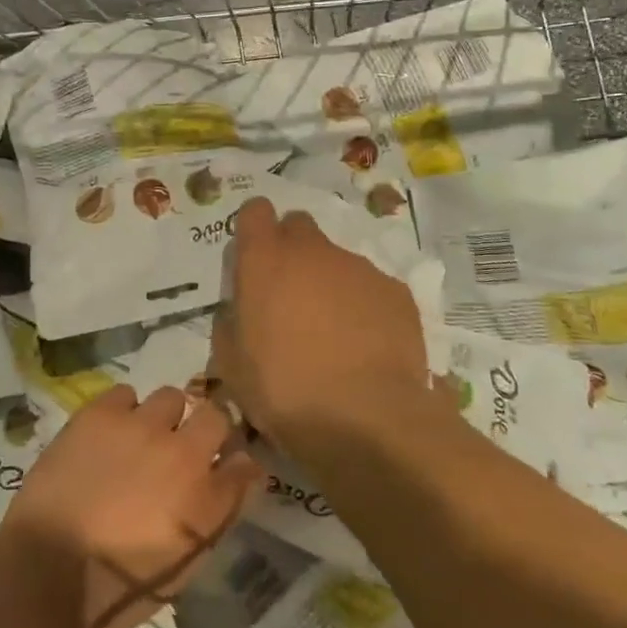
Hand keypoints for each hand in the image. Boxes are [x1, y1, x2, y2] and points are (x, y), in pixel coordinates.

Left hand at [0, 385, 260, 627]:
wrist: (46, 575)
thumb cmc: (117, 589)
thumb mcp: (182, 568)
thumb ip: (216, 514)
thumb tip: (240, 475)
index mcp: (207, 499)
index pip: (245, 461)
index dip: (235, 460)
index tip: (223, 465)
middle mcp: (183, 452)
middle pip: (215, 416)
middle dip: (205, 429)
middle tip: (181, 447)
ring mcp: (141, 426)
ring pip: (170, 397)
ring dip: (162, 417)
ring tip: (140, 438)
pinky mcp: (101, 413)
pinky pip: (125, 393)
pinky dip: (122, 410)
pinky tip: (107, 433)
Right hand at [213, 196, 436, 451]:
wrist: (364, 417)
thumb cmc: (283, 390)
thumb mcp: (231, 365)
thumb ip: (231, 324)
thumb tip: (239, 313)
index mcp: (264, 260)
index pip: (255, 211)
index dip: (254, 228)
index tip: (254, 254)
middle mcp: (312, 251)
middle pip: (299, 226)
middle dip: (293, 249)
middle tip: (291, 294)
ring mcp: (357, 267)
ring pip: (337, 260)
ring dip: (329, 283)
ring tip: (333, 333)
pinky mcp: (395, 290)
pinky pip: (371, 288)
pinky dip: (364, 306)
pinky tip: (366, 346)